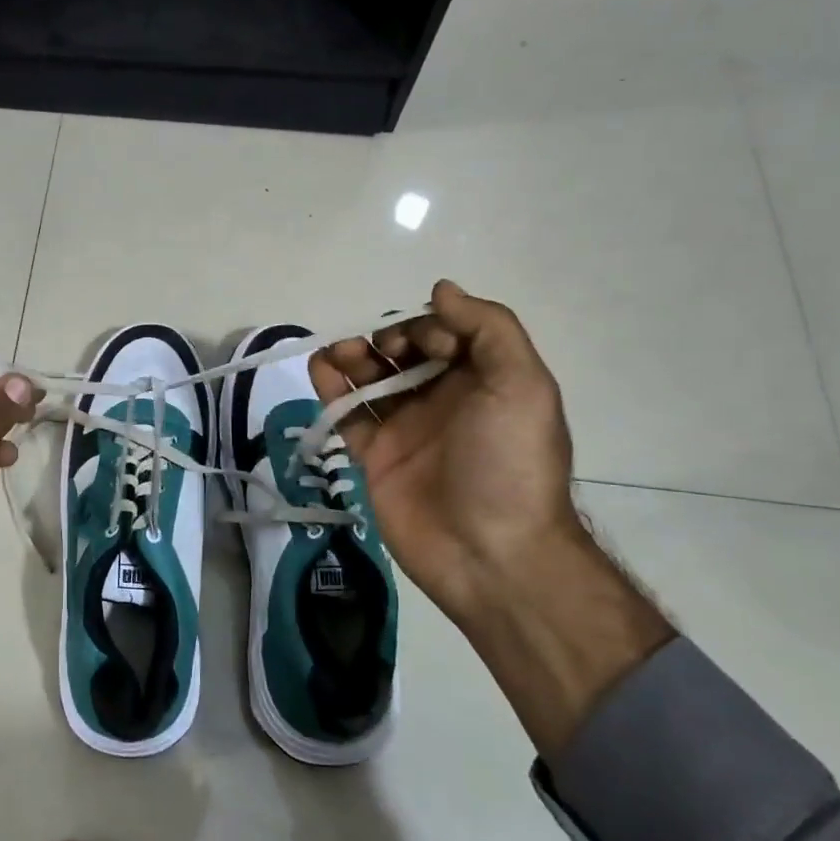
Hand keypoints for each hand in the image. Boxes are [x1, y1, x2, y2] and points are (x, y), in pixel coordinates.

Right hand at [311, 280, 583, 628]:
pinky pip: (347, 415)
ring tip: (338, 353)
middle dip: (386, 339)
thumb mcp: (521, 383)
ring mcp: (404, 430)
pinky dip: (330, 388)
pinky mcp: (373, 457)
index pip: (446, 334)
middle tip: (378, 350)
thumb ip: (488, 328)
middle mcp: (442, 400)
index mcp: (483, 381)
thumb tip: (440, 289)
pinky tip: (318, 367)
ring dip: (352, 357)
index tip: (421, 344)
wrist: (490, 551)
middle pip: (404, 354)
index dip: (428, 327)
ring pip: (370, 380)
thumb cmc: (509, 462)